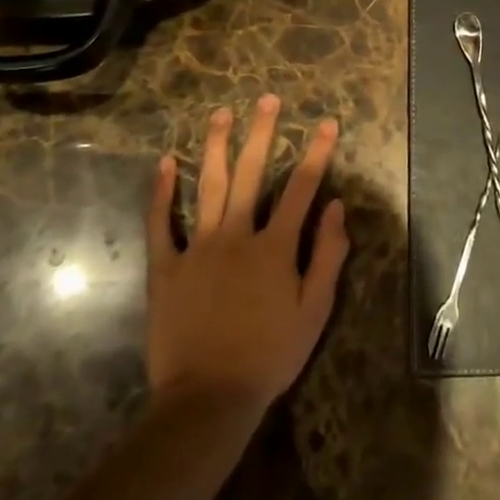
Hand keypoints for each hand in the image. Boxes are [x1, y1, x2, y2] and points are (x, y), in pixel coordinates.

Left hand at [146, 96, 348, 415]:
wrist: (208, 399)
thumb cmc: (269, 356)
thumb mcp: (314, 311)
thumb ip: (328, 256)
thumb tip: (338, 206)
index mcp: (275, 246)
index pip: (302, 188)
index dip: (318, 152)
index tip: (327, 122)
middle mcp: (237, 235)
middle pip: (250, 173)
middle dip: (261, 133)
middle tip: (267, 100)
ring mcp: (198, 248)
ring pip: (207, 186)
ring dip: (214, 147)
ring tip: (221, 114)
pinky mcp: (166, 267)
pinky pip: (161, 223)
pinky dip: (161, 192)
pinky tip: (165, 162)